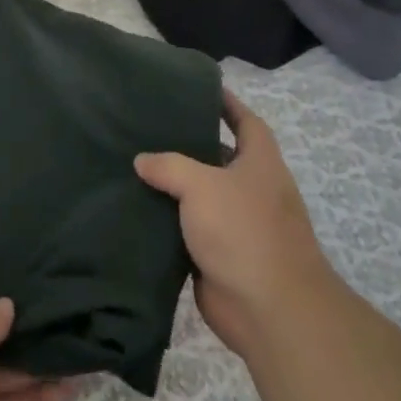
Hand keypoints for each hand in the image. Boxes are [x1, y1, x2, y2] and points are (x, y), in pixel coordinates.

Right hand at [134, 89, 330, 358]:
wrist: (268, 310)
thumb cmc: (244, 232)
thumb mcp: (203, 185)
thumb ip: (169, 166)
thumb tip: (142, 160)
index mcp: (260, 165)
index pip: (247, 122)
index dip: (228, 104)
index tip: (201, 89)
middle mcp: (251, 191)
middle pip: (218, 158)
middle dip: (189, 144)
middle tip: (147, 127)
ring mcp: (235, 226)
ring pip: (198, 196)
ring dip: (172, 185)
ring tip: (132, 165)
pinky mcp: (216, 255)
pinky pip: (186, 230)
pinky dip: (165, 221)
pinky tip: (134, 209)